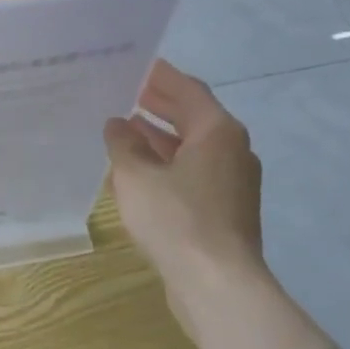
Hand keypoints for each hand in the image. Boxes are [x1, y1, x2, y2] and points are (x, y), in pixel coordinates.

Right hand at [104, 61, 267, 333]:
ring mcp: (232, 183)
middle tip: (126, 91)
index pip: (188, 90)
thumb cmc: (177, 219)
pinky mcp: (224, 210)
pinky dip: (168, 164)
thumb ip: (123, 144)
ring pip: (192, 148)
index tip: (137, 64)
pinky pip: (193, 173)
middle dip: (160, 105)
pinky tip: (139, 171)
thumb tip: (118, 124)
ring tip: (125, 128)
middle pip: (193, 117)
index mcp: (217, 132)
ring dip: (161, 137)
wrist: (217, 285)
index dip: (161, 76)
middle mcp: (231, 150)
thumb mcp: (136, 176)